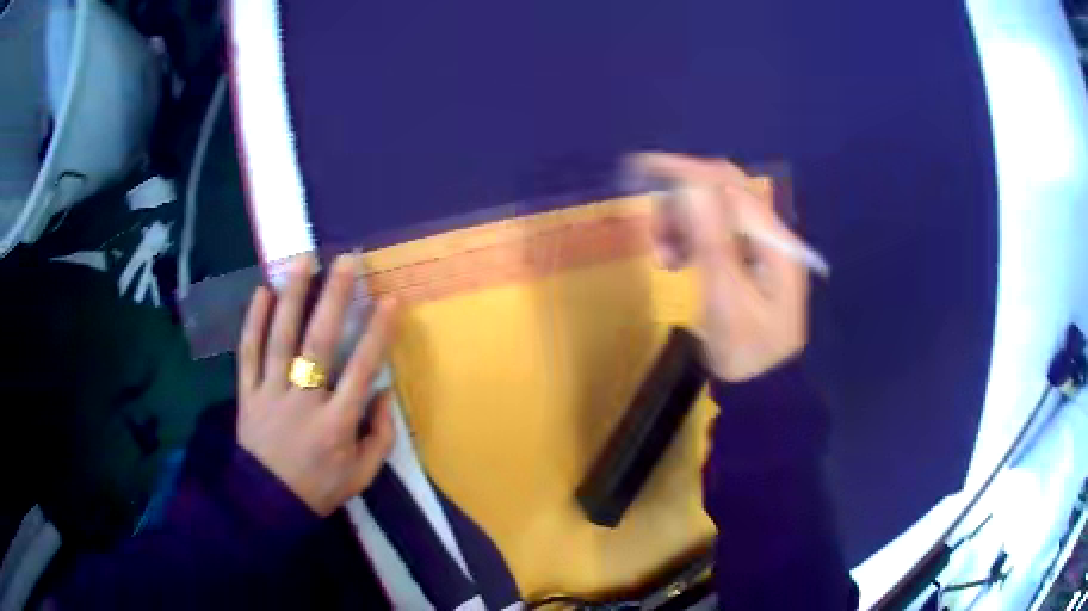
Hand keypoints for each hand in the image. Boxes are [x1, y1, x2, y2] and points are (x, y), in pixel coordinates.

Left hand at [236, 254, 397, 515]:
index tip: (390, 298)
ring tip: (303, 261)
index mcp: (336, 424)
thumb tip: (383, 391)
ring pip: (280, 339)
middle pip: (319, 343)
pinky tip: (261, 292)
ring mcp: (270, 394)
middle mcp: (303, 401)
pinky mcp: (246, 394)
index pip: (361, 369)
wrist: (266, 505)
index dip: (378, 332)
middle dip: (334, 299)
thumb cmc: (319, 488)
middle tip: (346, 261)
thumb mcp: (362, 475)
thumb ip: (380, 436)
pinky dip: (253, 322)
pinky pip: (247, 354)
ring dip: (292, 297)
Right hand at [630, 153, 809, 381]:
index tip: (642, 168)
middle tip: (652, 227)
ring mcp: (760, 245)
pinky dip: (689, 237)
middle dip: (682, 200)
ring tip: (663, 254)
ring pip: (715, 210)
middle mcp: (770, 234)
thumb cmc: (747, 351)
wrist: (762, 386)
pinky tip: (675, 258)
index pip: (730, 187)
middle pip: (723, 192)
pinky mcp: (748, 257)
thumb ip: (712, 244)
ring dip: (683, 221)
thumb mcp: (727, 302)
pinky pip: (713, 231)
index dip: (687, 171)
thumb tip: (689, 188)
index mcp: (774, 243)